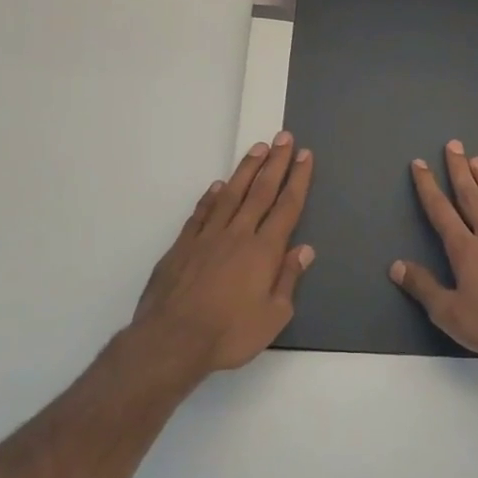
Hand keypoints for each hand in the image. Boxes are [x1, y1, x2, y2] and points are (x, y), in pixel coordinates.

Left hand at [131, 132, 314, 377]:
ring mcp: (207, 237)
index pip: (287, 207)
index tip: (304, 156)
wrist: (172, 339)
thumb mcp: (273, 315)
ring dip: (246, 170)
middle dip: (276, 163)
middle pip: (261, 192)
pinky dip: (210, 198)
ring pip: (231, 195)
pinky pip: (201, 213)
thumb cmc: (230, 333)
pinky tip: (216, 186)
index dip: (298, 180)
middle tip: (285, 137)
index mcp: (264, 251)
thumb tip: (304, 250)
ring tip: (258, 149)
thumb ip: (288, 279)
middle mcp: (238, 234)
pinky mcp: (182, 246)